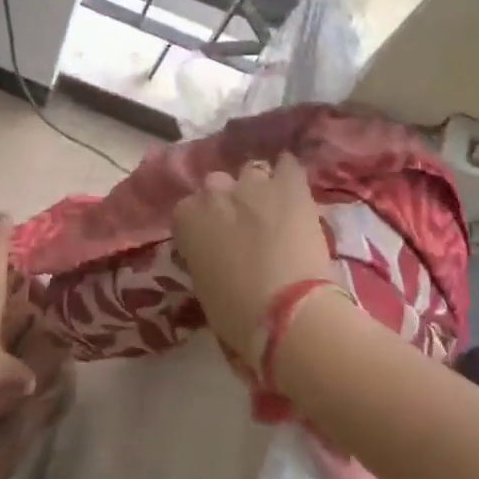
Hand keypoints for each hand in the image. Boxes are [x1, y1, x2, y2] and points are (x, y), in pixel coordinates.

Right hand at [172, 152, 330, 359]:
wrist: (287, 313)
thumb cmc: (236, 313)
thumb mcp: (203, 284)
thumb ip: (202, 255)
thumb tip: (214, 253)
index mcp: (186, 218)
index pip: (188, 210)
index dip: (204, 224)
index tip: (214, 241)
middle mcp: (214, 192)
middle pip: (217, 184)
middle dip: (228, 201)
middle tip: (243, 226)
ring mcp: (253, 184)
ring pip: (252, 172)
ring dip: (258, 188)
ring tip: (272, 209)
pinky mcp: (290, 186)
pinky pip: (287, 165)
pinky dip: (288, 173)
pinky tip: (292, 186)